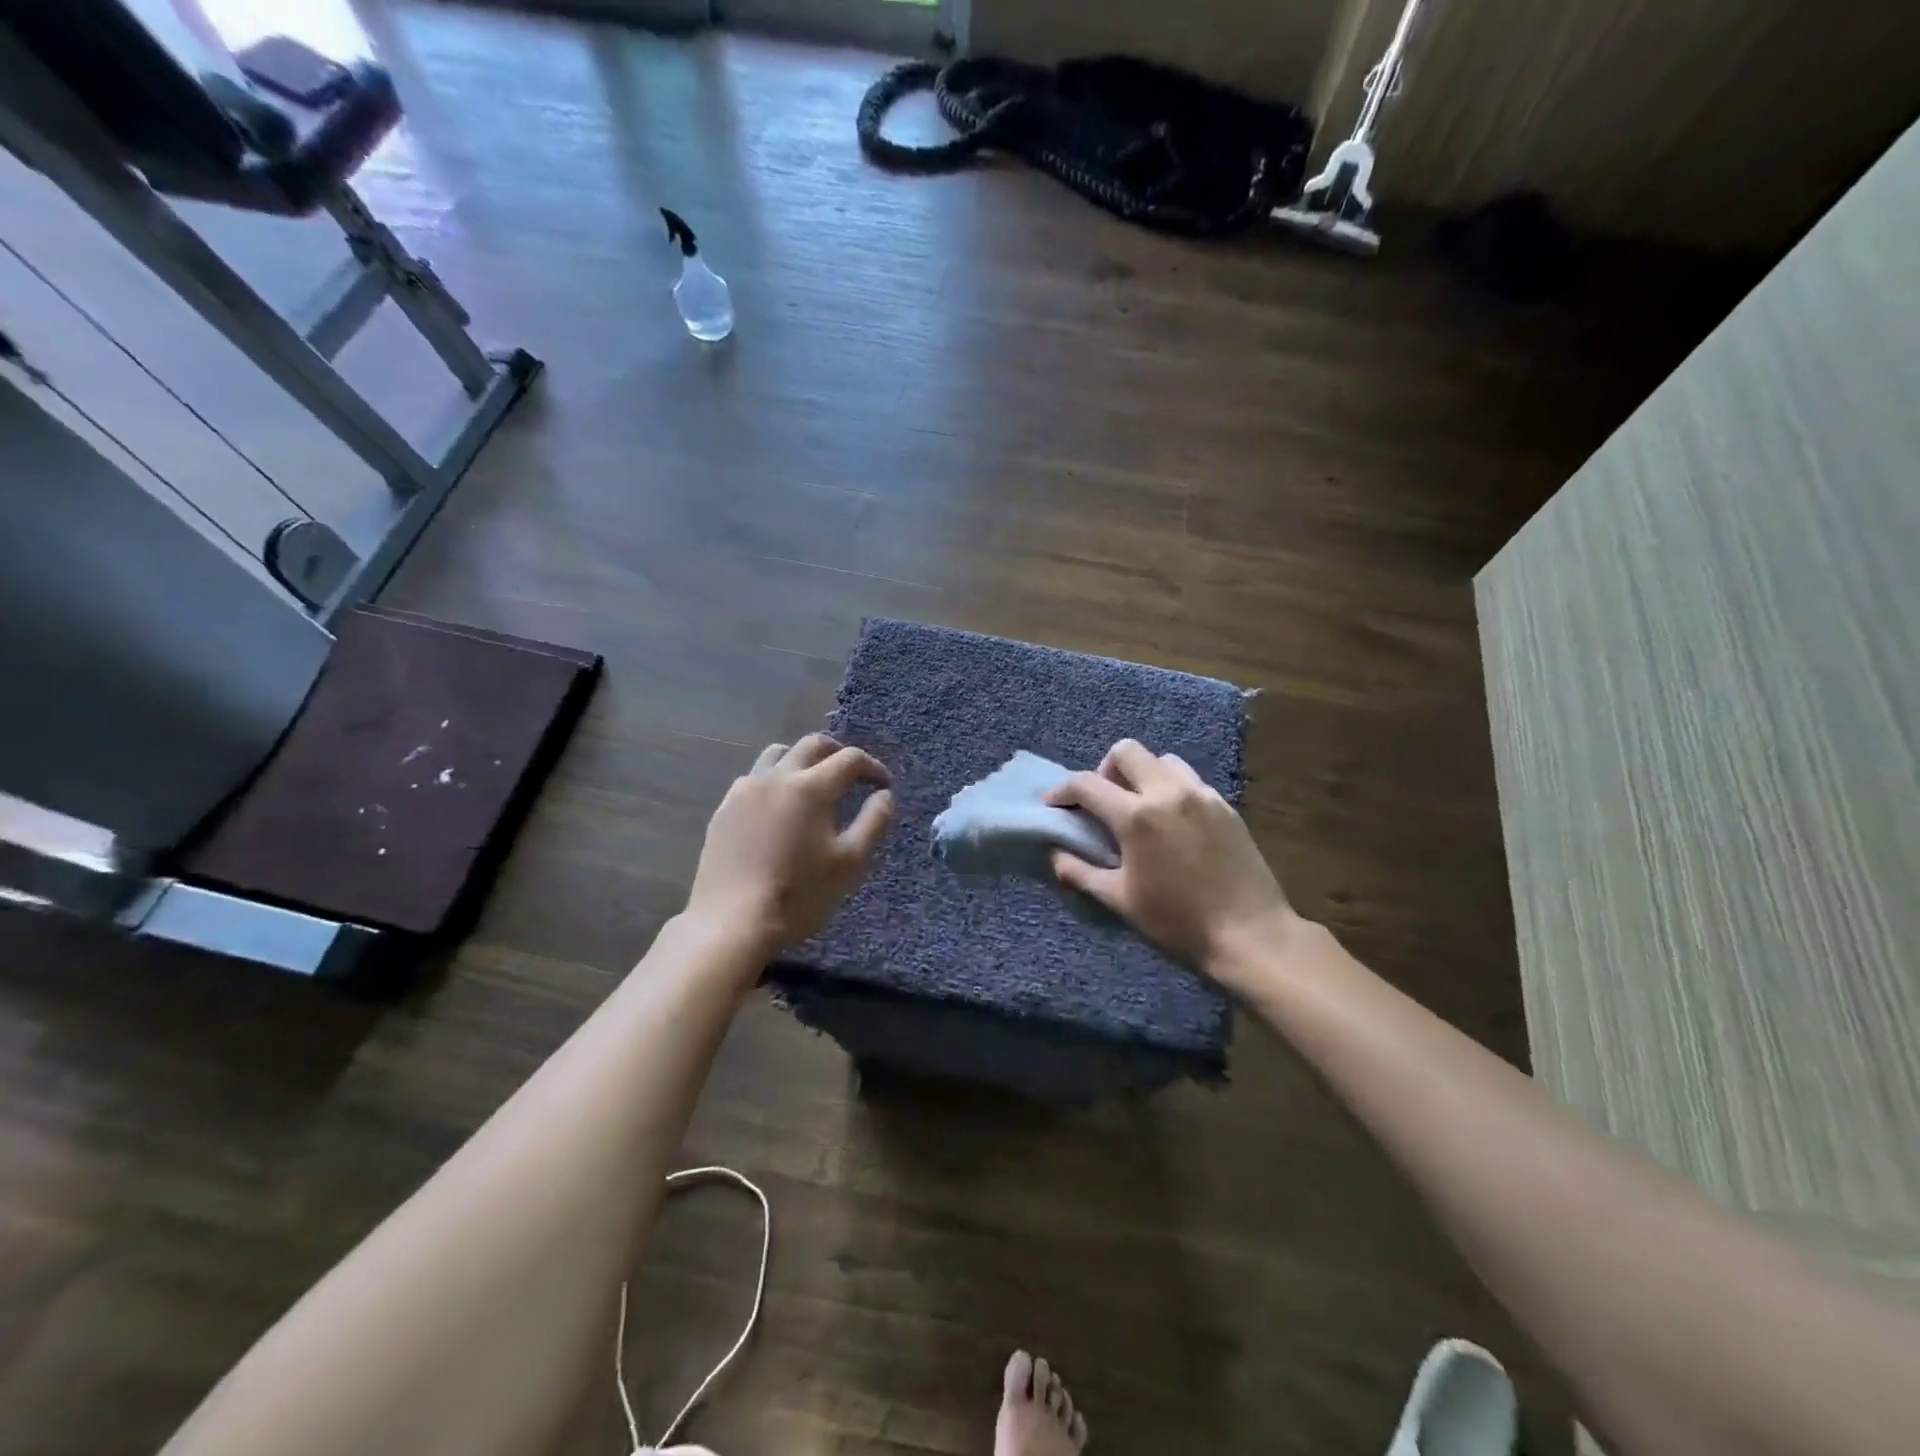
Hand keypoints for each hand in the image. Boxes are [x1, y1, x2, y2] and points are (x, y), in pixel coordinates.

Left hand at [686, 734, 894, 955]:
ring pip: (777, 754)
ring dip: (802, 760)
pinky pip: (754, 779)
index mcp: (810, 787)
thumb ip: (874, 821)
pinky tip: (779, 809)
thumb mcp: (851, 862)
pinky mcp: (724, 809)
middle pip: (812, 745)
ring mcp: (744, 790)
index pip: (849, 759)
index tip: (884, 785)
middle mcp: (776, 777)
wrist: (732, 922)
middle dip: (838, 753)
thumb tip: (884, 795)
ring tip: (813, 784)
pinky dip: (775, 781)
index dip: (873, 767)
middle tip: (853, 774)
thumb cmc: (800, 894)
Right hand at [1046, 740, 1294, 980]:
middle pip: (1126, 751)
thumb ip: (1080, 873)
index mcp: (1136, 816)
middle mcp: (1167, 792)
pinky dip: (1172, 788)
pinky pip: (1191, 780)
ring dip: (1142, 774)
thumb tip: (1054, 855)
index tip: (1055, 804)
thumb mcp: (1119, 900)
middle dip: (1105, 769)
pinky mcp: (1225, 805)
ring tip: (1140, 807)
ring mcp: (1201, 794)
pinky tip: (1173, 821)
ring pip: (1162, 760)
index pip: (1087, 783)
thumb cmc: (1177, 921)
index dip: (1063, 790)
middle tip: (1103, 801)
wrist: (1249, 933)